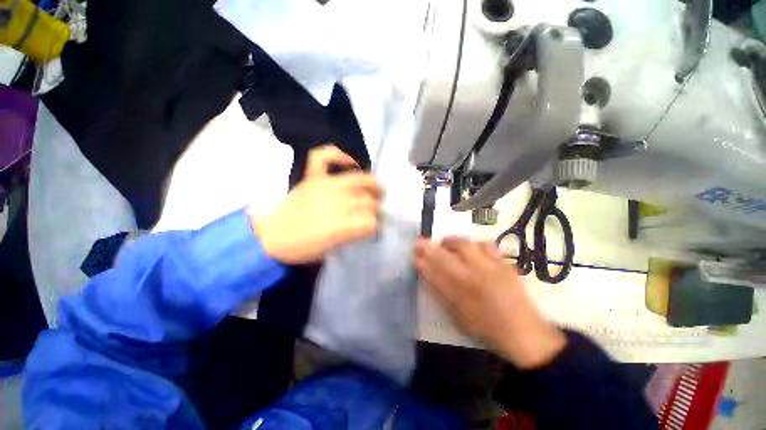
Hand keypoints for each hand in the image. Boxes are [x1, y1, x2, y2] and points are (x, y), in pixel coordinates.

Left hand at [251, 145, 381, 263]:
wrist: (271, 237)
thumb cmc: (302, 247)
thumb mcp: (332, 250)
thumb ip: (354, 236)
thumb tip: (371, 227)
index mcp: (340, 226)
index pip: (372, 222)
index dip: (379, 227)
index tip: (379, 229)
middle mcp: (336, 202)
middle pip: (368, 201)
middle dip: (378, 209)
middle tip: (379, 214)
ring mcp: (323, 185)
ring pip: (359, 180)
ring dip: (372, 186)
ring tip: (378, 191)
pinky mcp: (312, 178)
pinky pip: (324, 157)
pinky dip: (338, 156)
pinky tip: (350, 164)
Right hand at [414, 237, 566, 368]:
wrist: (525, 334)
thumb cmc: (488, 329)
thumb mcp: (459, 317)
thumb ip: (442, 294)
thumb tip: (427, 275)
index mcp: (462, 292)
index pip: (435, 271)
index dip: (422, 261)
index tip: (413, 253)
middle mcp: (475, 276)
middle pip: (446, 254)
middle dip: (430, 246)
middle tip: (421, 242)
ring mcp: (491, 268)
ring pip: (465, 245)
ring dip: (450, 241)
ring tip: (444, 243)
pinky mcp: (504, 264)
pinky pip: (486, 246)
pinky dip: (474, 243)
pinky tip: (471, 247)